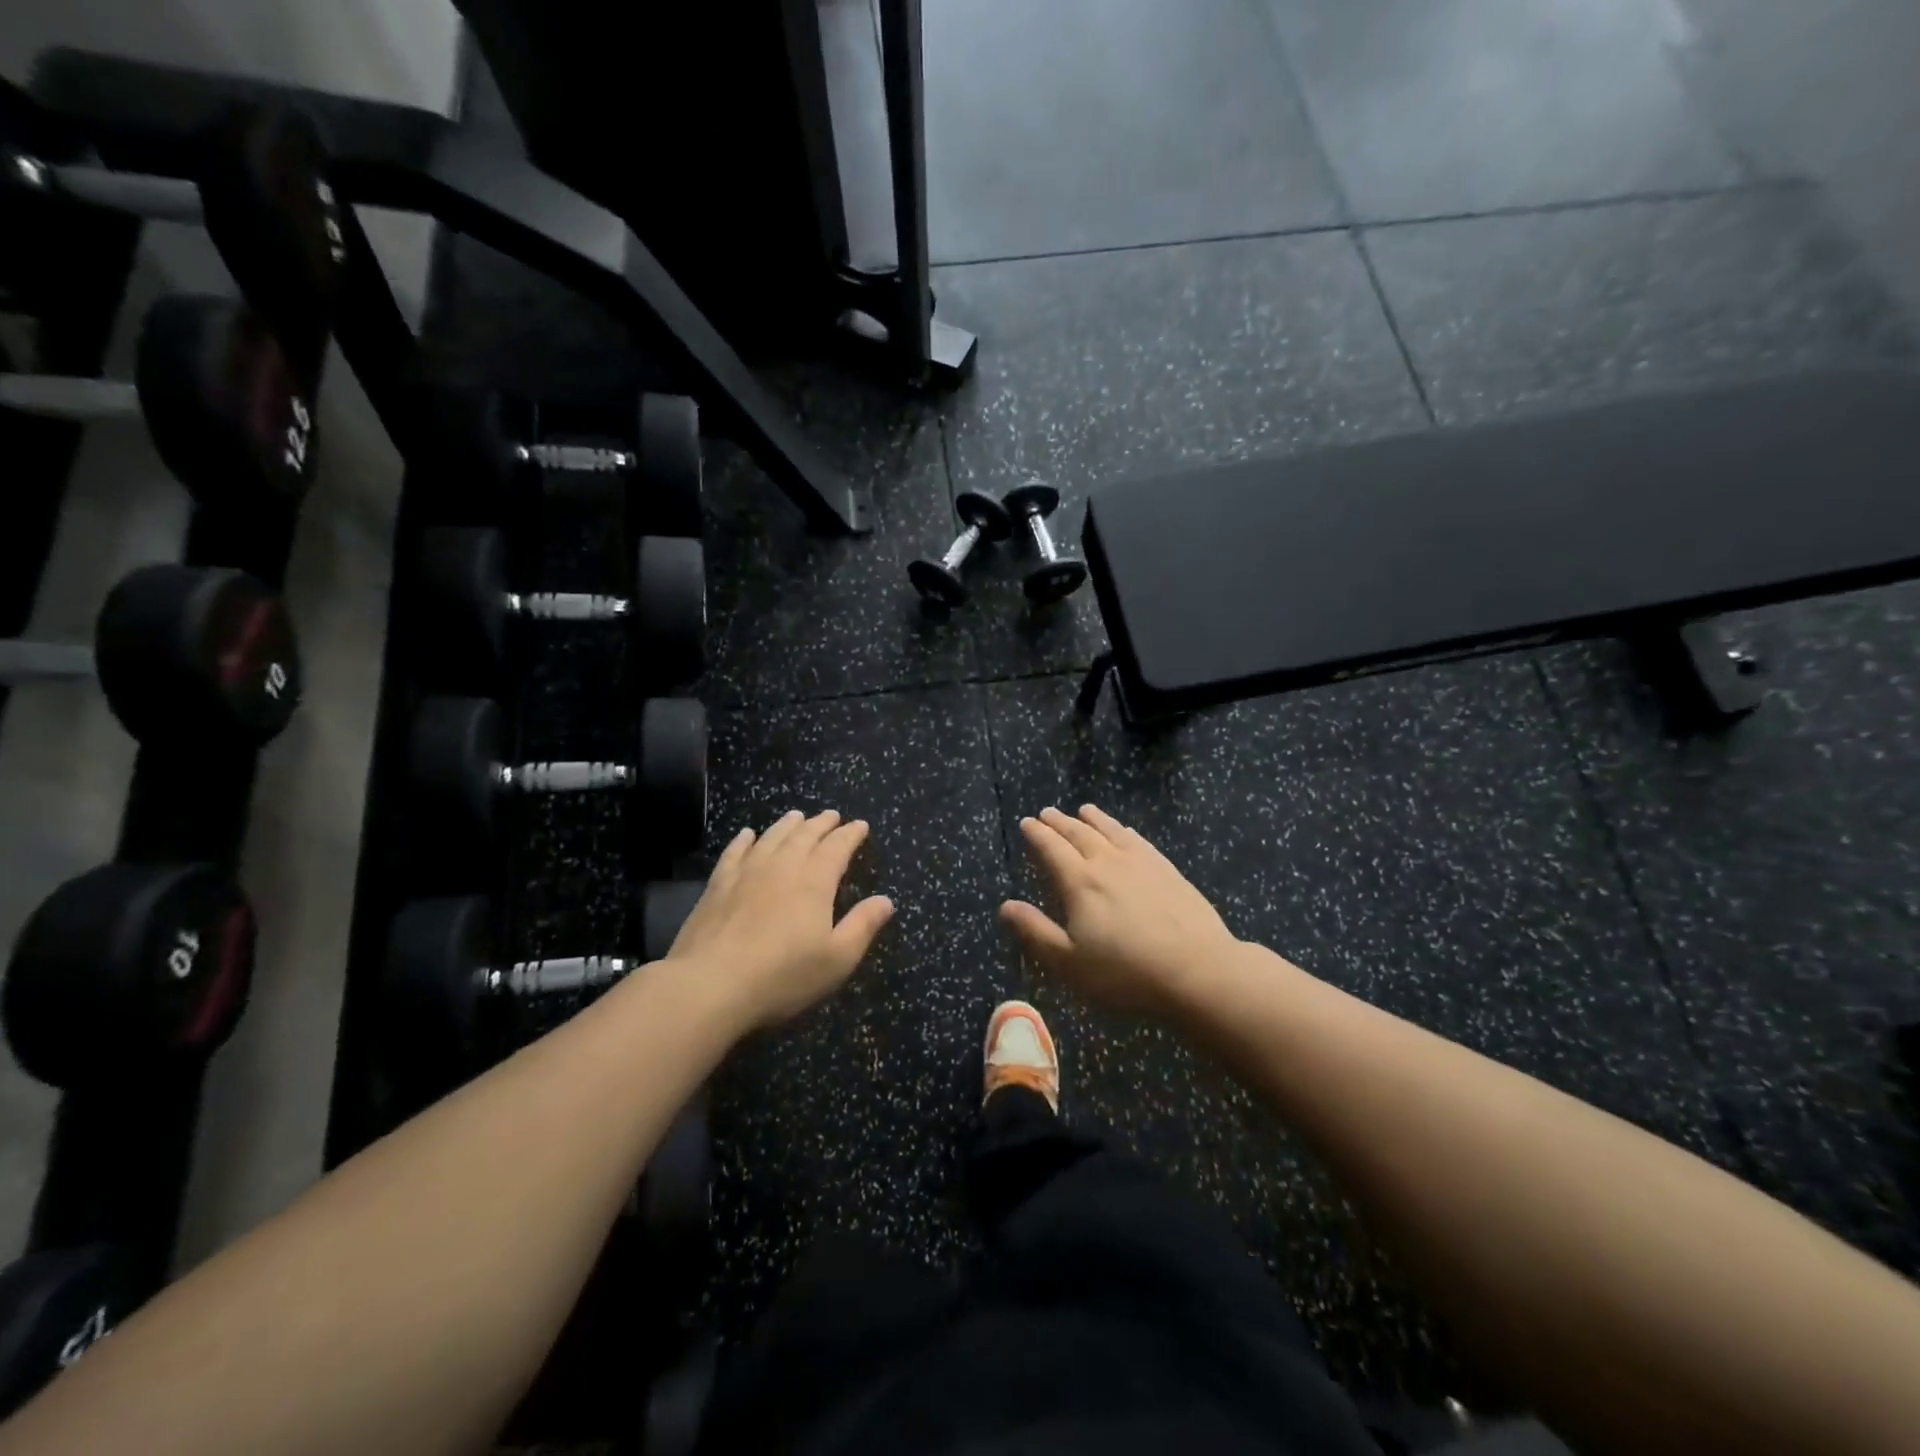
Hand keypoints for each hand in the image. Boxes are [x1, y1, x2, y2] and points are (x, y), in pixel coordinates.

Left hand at [667, 810, 893, 1030]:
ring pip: (771, 838)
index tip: (860, 825)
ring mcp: (746, 873)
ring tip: (796, 816)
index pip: (837, 848)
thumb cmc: (782, 976)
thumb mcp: (837, 959)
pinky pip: (734, 852)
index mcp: (814, 883)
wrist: (710, 986)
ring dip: (787, 825)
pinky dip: (744, 840)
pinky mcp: (717, 886)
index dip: (850, 835)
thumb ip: (862, 926)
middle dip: (821, 824)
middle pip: (804, 836)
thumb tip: (886, 900)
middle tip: (831, 815)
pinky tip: (748, 835)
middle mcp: (782, 867)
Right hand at [1001, 805, 1238, 1016]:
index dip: (1037, 835)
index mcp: (1080, 882)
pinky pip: (1139, 841)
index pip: (1052, 849)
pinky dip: (1125, 831)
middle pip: (1079, 834)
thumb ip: (1036, 931)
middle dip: (1060, 822)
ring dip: (1093, 819)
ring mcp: (1141, 863)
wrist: (1196, 970)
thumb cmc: (1125, 972)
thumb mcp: (1069, 962)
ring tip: (1083, 810)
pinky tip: (1125, 831)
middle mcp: (1107, 863)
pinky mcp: (1168, 870)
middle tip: (1047, 813)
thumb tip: (1005, 906)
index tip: (1027, 823)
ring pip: (1111, 831)